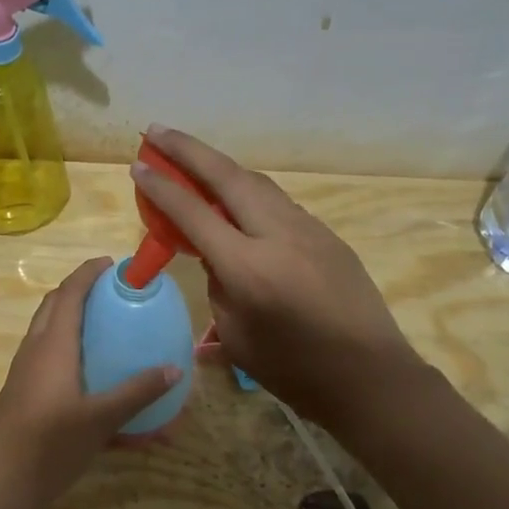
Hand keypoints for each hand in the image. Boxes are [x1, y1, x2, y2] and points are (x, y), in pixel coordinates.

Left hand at [0, 258, 178, 508]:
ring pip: (46, 332)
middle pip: (53, 306)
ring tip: (102, 327)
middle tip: (109, 293)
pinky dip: (65, 350)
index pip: (69, 294)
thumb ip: (137, 392)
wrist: (1, 485)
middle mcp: (33, 351)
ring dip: (69, 319)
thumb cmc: (51, 446)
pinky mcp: (19, 394)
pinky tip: (87, 376)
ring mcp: (22, 373)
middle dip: (78, 291)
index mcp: (52, 346)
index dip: (87, 273)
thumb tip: (175, 369)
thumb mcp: (101, 420)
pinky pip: (44, 358)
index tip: (111, 263)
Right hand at [131, 125, 422, 432]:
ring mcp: (307, 229)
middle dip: (189, 149)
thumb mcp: (237, 336)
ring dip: (221, 166)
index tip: (138, 164)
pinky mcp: (326, 235)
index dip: (162, 187)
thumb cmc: (294, 371)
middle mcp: (277, 234)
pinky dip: (249, 191)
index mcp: (248, 267)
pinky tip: (237, 198)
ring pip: (257, 183)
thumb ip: (219, 287)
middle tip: (158, 131)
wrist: (370, 376)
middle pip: (227, 176)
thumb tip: (216, 257)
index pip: (194, 213)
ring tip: (192, 156)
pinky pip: (278, 202)